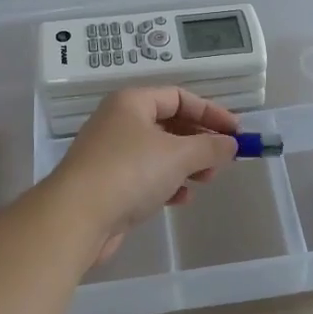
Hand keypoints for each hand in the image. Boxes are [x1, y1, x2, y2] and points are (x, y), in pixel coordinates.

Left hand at [49, 88, 240, 263]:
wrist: (76, 216)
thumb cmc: (130, 172)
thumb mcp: (178, 155)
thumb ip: (210, 147)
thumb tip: (231, 143)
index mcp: (132, 102)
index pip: (179, 97)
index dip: (210, 112)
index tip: (236, 132)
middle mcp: (119, 122)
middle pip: (169, 124)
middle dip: (199, 141)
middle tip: (223, 159)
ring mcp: (111, 154)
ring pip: (158, 152)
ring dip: (186, 164)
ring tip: (206, 180)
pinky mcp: (108, 184)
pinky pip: (145, 176)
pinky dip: (166, 183)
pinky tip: (181, 199)